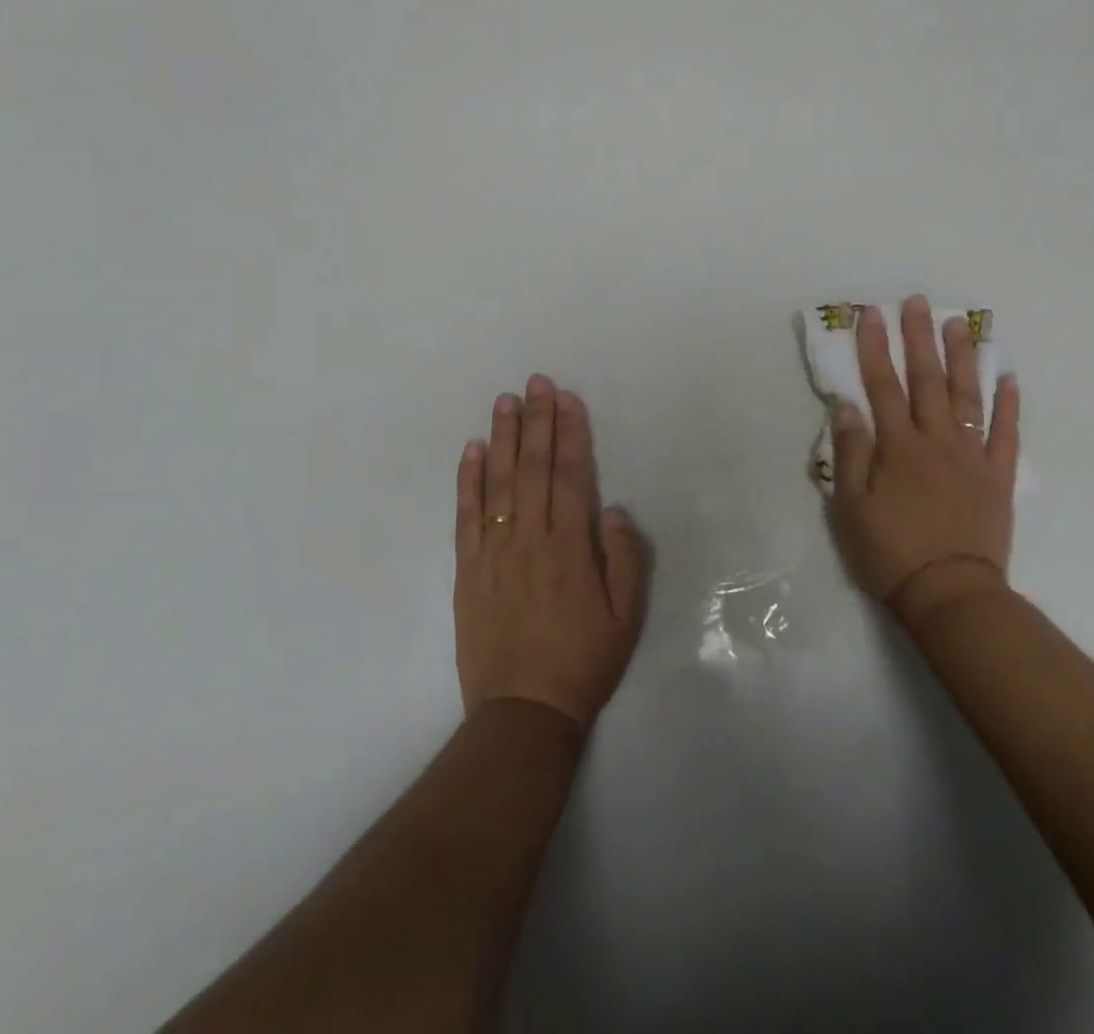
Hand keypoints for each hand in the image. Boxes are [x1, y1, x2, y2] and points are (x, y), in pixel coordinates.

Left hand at [455, 375, 647, 731]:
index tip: (567, 399)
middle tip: (536, 381)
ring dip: (502, 438)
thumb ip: (624, 558)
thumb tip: (612, 509)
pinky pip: (466, 517)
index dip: (569, 434)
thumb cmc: (584, 662)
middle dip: (536, 421)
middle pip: (532, 469)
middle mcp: (530, 540)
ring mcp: (494, 553)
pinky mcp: (468, 571)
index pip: (570, 476)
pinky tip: (471, 450)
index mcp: (571, 549)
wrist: (523, 712)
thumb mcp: (627, 616)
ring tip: (505, 401)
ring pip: (498, 484)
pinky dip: (467, 481)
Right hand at [828, 297, 1019, 631]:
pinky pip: (1006, 433)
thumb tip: (847, 405)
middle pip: (927, 380)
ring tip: (960, 324)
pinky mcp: (998, 477)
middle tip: (918, 302)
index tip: (872, 314)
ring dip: (963, 357)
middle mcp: (936, 440)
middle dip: (919, 338)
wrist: (951, 594)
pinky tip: (1008, 376)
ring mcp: (972, 456)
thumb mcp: (851, 508)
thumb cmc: (891, 552)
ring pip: (968, 396)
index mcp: (898, 447)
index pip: (883, 386)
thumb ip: (851, 453)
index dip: (875, 348)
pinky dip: (1009, 404)